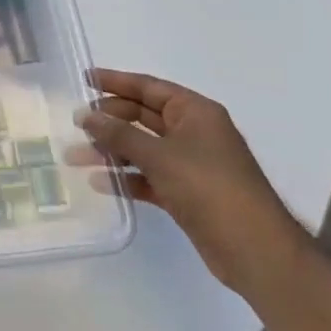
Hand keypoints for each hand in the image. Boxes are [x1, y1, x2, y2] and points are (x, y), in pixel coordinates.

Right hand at [71, 69, 308, 295]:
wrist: (256, 251)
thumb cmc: (210, 189)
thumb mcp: (160, 156)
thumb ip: (119, 134)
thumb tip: (86, 115)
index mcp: (195, 112)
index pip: (148, 87)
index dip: (115, 81)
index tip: (83, 79)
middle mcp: (193, 133)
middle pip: (142, 116)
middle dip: (108, 120)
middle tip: (75, 123)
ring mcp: (190, 164)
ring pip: (142, 148)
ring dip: (111, 151)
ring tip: (74, 157)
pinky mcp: (186, 193)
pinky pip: (149, 176)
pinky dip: (126, 178)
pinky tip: (99, 183)